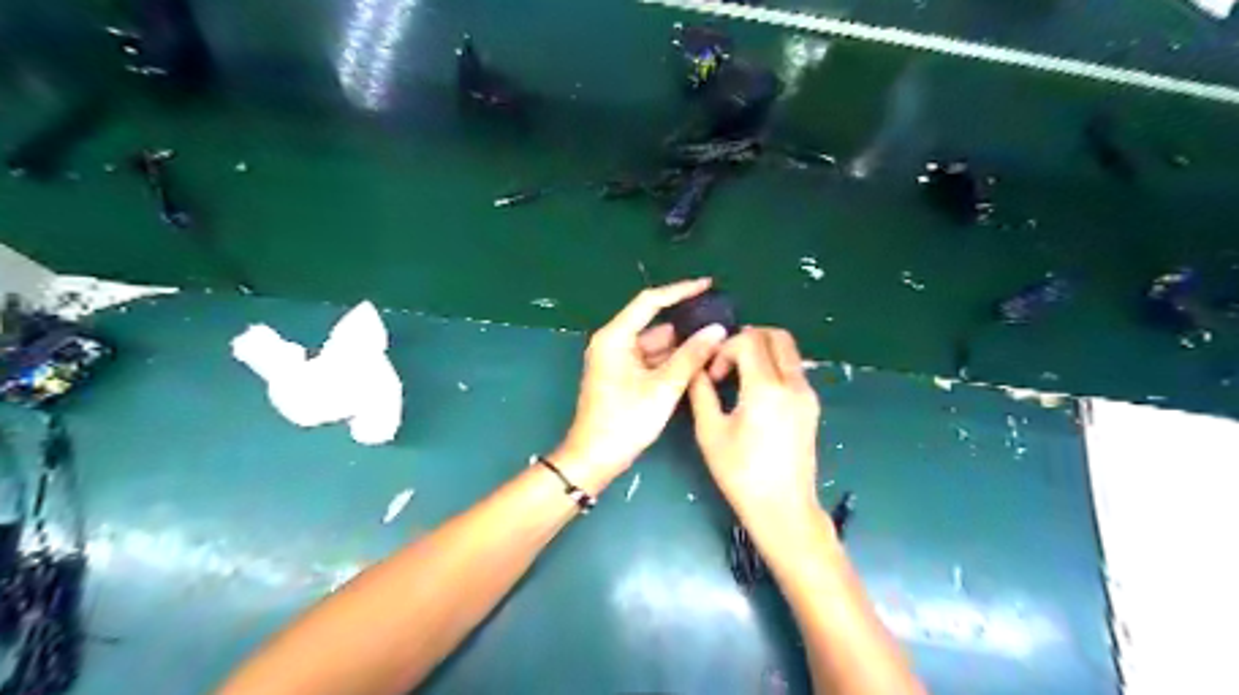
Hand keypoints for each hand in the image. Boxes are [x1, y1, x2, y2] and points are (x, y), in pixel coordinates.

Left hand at [551, 281, 727, 490]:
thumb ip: (691, 356)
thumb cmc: (625, 421)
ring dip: (682, 345)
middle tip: (720, 320)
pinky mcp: (623, 376)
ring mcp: (618, 360)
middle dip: (686, 323)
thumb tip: (717, 331)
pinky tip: (698, 362)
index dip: (680, 290)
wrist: (595, 458)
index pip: (650, 301)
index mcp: (615, 337)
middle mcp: (614, 342)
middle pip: (655, 323)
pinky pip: (652, 360)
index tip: (708, 284)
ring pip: (656, 344)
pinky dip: (672, 360)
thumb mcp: (663, 388)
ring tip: (716, 341)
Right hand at [688, 329, 819, 523]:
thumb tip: (697, 367)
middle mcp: (793, 383)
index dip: (725, 349)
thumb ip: (701, 391)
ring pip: (789, 350)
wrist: (783, 509)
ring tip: (739, 377)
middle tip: (726, 363)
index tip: (713, 375)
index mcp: (766, 388)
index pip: (748, 340)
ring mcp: (807, 394)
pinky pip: (793, 369)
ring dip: (762, 351)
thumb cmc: (741, 474)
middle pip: (776, 335)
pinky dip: (774, 366)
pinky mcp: (812, 406)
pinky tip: (755, 392)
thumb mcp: (710, 432)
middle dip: (747, 339)